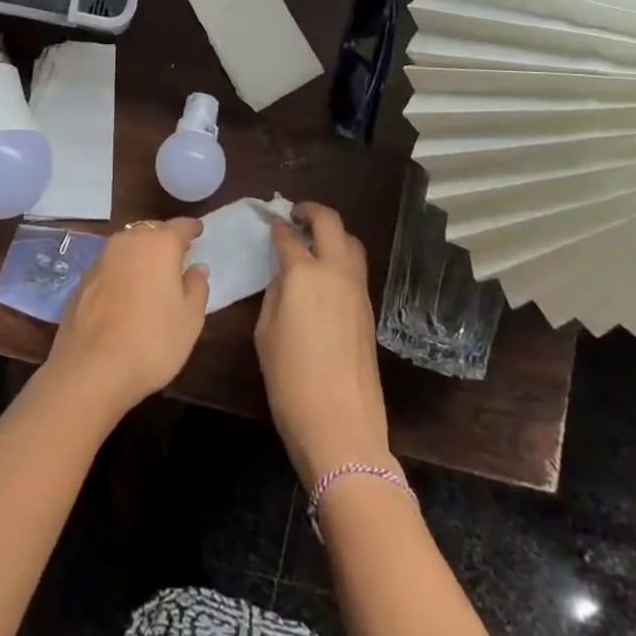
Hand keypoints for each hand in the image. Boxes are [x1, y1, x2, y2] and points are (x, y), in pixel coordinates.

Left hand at [43, 218, 210, 419]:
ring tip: (151, 271)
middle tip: (176, 253)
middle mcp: (128, 242)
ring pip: (127, 245)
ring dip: (140, 252)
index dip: (191, 228)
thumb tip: (197, 267)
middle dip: (164, 238)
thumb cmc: (151, 341)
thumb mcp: (190, 319)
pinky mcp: (82, 280)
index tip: (198, 231)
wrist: (91, 370)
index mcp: (159, 244)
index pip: (180, 226)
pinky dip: (121, 271)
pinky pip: (110, 265)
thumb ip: (197, 287)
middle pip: (151, 231)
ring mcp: (101, 259)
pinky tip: (125, 292)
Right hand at [255, 202, 394, 487]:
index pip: (288, 238)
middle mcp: (335, 271)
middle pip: (330, 223)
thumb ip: (276, 294)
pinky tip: (325, 273)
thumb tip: (286, 277)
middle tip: (295, 215)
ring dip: (332, 232)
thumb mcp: (266, 332)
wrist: (340, 424)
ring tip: (313, 240)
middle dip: (311, 211)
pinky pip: (356, 267)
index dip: (276, 228)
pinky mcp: (369, 309)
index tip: (269, 224)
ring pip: (351, 242)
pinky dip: (341, 257)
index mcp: (304, 274)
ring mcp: (357, 289)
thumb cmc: (290, 380)